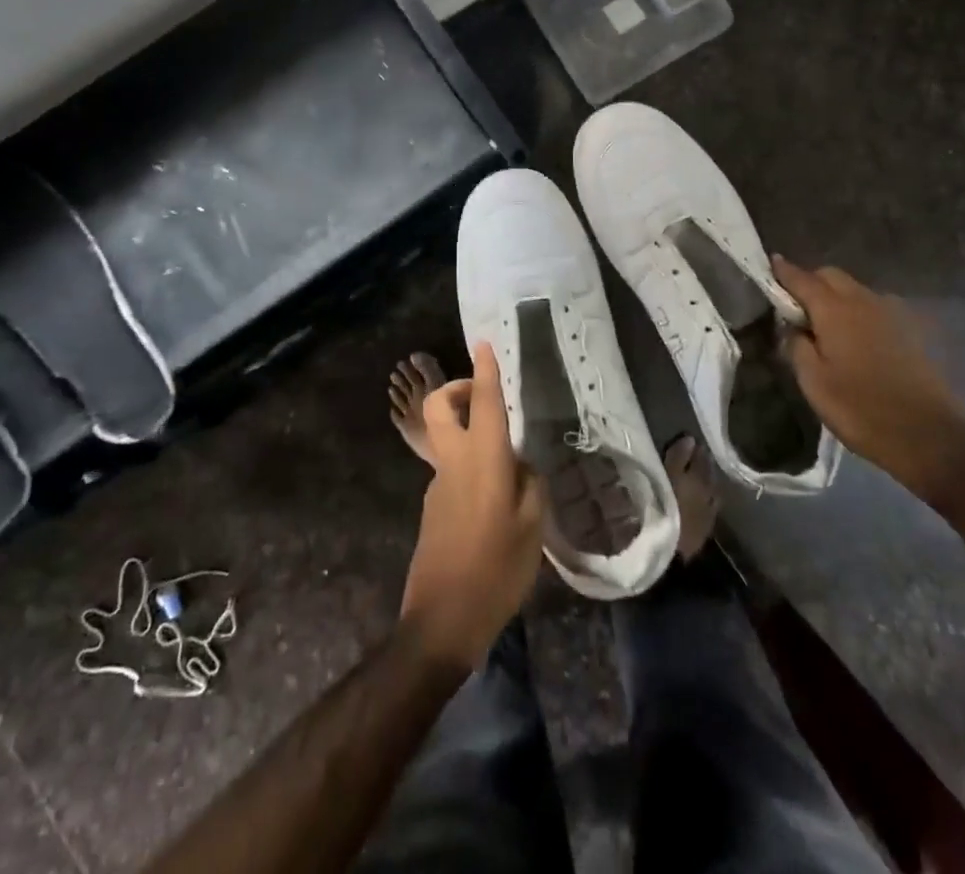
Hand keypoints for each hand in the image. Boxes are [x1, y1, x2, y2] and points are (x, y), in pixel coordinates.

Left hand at [398, 343, 546, 670]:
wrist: (441, 620)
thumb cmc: (496, 570)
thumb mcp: (532, 528)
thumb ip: (530, 486)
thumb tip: (520, 466)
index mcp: (483, 460)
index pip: (485, 402)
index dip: (485, 370)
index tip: (485, 343)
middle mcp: (454, 462)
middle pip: (438, 408)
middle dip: (456, 389)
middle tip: (484, 396)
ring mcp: (437, 484)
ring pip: (445, 438)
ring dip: (467, 431)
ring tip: (507, 463)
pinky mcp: (432, 507)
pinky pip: (451, 469)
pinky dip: (470, 466)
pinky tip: (494, 502)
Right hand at [774, 258, 964, 499]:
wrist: (928, 437)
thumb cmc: (860, 410)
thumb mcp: (813, 383)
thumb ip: (797, 346)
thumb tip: (793, 326)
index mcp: (835, 310)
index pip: (803, 279)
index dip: (784, 271)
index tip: (770, 263)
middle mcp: (864, 302)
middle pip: (831, 276)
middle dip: (810, 282)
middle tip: (794, 306)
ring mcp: (890, 314)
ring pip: (854, 290)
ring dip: (835, 296)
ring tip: (823, 324)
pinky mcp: (909, 331)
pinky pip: (873, 307)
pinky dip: (856, 311)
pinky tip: (853, 338)